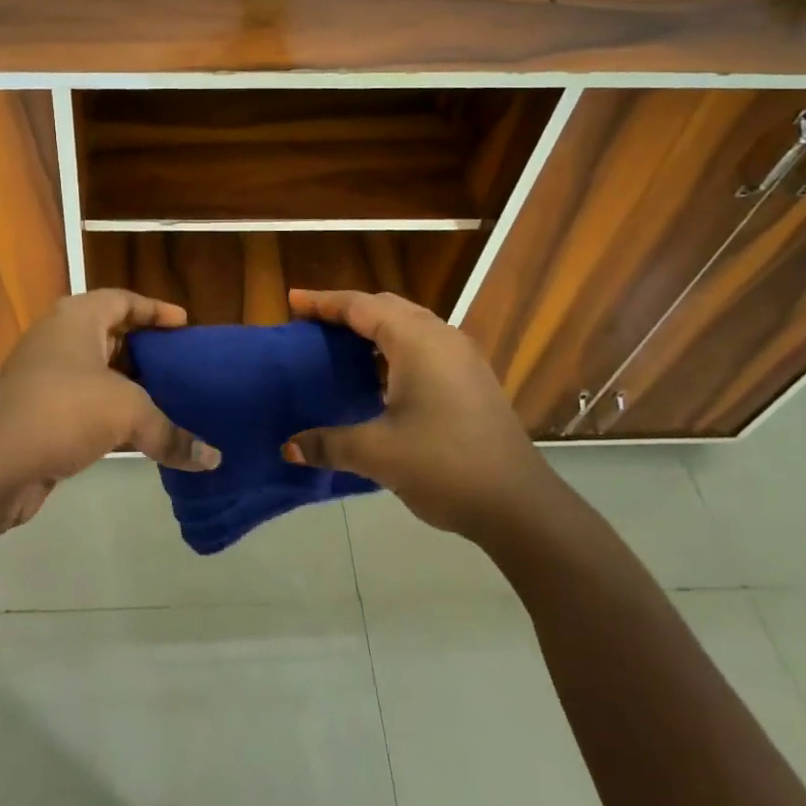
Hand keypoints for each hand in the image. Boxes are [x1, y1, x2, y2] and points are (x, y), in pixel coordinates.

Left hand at [0, 290, 219, 527]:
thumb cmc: (64, 410)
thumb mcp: (128, 413)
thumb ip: (171, 433)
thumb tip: (213, 460)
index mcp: (77, 318)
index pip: (123, 300)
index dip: (155, 310)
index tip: (184, 323)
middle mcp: (58, 338)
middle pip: (109, 333)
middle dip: (144, 348)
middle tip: (178, 362)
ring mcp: (43, 375)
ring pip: (95, 372)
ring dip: (127, 384)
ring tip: (166, 397)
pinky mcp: (36, 412)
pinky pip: (83, 403)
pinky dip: (109, 412)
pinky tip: (135, 433)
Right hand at [281, 289, 550, 539]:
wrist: (519, 504)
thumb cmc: (444, 466)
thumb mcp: (377, 453)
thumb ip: (328, 444)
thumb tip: (287, 448)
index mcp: (417, 341)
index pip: (360, 306)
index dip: (323, 302)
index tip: (292, 300)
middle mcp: (441, 337)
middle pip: (385, 307)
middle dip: (347, 310)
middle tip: (311, 322)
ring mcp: (462, 356)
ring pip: (408, 324)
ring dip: (373, 328)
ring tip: (339, 344)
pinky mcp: (472, 378)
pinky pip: (424, 344)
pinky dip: (394, 347)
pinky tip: (378, 376)